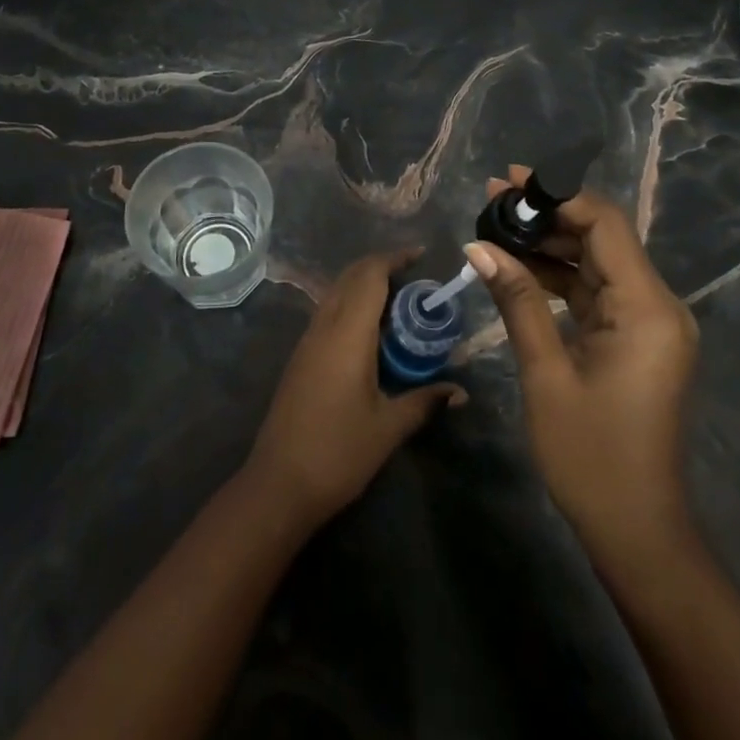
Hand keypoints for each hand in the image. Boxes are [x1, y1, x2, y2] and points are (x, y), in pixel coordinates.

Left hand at [246, 249, 466, 531]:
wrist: (278, 484)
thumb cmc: (338, 452)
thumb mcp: (389, 428)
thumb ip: (425, 401)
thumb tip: (461, 392)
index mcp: (347, 334)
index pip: (369, 276)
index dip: (394, 258)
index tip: (421, 255)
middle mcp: (324, 326)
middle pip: (350, 277)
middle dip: (381, 266)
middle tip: (415, 276)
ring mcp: (308, 340)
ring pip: (336, 292)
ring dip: (364, 285)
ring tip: (399, 300)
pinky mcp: (301, 357)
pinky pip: (328, 312)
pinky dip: (351, 304)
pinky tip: (371, 331)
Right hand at [466, 168, 699, 573]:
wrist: (637, 531)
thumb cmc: (590, 456)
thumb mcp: (546, 372)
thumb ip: (516, 300)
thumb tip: (478, 246)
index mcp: (646, 307)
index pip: (605, 224)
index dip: (558, 195)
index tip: (511, 181)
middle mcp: (657, 304)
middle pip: (602, 236)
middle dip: (548, 213)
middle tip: (494, 196)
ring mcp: (648, 322)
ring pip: (596, 261)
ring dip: (550, 242)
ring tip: (497, 222)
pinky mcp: (635, 339)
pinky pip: (596, 291)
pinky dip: (559, 275)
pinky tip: (518, 264)